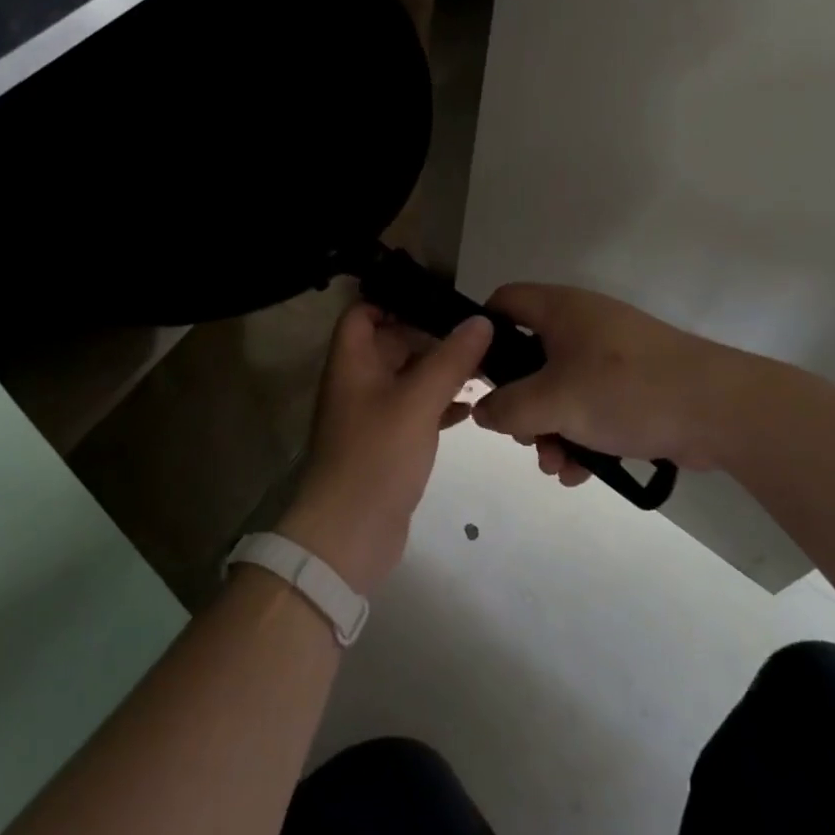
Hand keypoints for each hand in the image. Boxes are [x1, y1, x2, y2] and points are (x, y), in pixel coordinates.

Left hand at [277, 304, 492, 595]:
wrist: (349, 534)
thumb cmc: (377, 455)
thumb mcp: (417, 401)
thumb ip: (450, 359)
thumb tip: (480, 321)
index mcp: (352, 361)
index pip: (364, 312)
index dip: (394, 300)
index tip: (439, 300)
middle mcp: (358, 381)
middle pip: (392, 342)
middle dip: (431, 336)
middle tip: (478, 334)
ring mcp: (373, 413)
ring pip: (408, 377)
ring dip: (441, 370)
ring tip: (485, 366)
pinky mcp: (389, 442)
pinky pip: (416, 409)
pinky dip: (441, 403)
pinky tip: (472, 406)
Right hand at [470, 283, 802, 484]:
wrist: (722, 410)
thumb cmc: (626, 391)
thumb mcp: (555, 402)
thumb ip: (508, 409)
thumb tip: (482, 412)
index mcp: (561, 310)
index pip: (504, 302)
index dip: (483, 333)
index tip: (475, 375)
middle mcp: (583, 324)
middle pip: (529, 356)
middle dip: (521, 403)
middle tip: (522, 435)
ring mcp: (611, 355)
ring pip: (560, 388)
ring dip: (550, 428)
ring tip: (556, 465)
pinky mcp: (635, 384)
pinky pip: (591, 405)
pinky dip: (581, 434)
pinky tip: (582, 471)